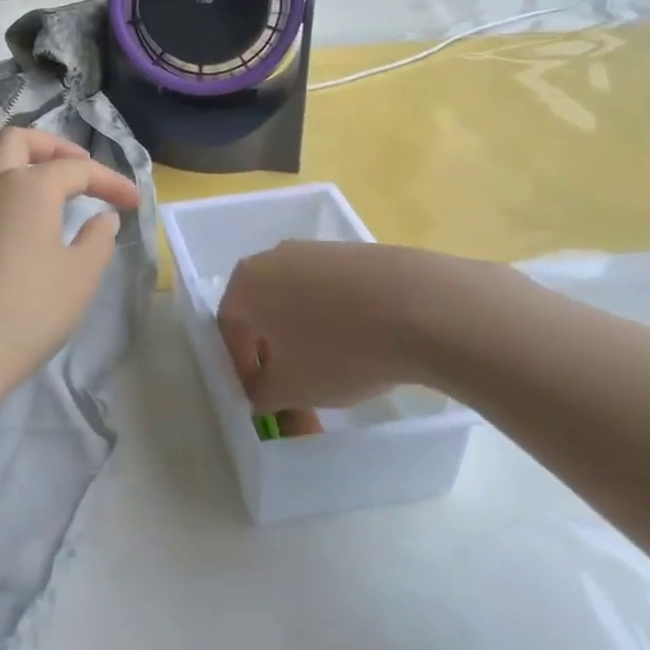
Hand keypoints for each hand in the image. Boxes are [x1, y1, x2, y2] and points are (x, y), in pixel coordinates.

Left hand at [0, 127, 139, 397]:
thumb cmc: (25, 312)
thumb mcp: (79, 278)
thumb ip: (97, 240)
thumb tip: (103, 218)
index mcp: (28, 186)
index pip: (77, 169)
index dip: (110, 181)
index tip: (133, 202)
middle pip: (17, 139)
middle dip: (52, 145)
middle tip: (76, 168)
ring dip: (8, 159)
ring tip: (29, 182)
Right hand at [217, 241, 522, 411]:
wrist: (420, 307)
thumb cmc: (338, 349)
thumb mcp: (291, 389)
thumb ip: (263, 394)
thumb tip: (262, 393)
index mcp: (246, 283)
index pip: (229, 328)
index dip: (243, 367)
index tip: (264, 398)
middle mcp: (274, 257)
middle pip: (264, 310)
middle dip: (275, 352)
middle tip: (297, 389)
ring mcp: (318, 250)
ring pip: (300, 300)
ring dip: (308, 337)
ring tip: (337, 372)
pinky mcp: (357, 253)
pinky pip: (334, 292)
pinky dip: (339, 320)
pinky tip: (366, 346)